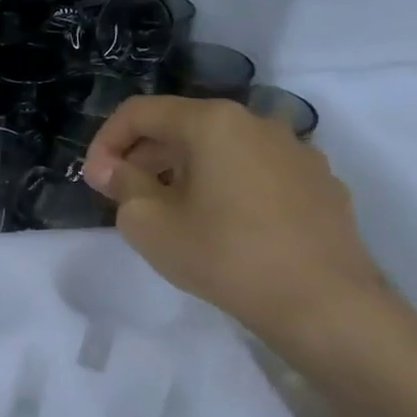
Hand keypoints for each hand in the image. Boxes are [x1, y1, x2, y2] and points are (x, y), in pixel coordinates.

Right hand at [83, 96, 386, 344]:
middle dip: (143, 156)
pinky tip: (221, 224)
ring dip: (184, 170)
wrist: (323, 303)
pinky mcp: (319, 182)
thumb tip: (113, 168)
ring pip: (221, 148)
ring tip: (170, 211)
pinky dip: (226, 185)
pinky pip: (256, 170)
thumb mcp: (148, 223)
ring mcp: (296, 151)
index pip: (140, 112)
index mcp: (212, 122)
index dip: (105, 141)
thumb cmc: (223, 255)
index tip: (94, 180)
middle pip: (182, 126)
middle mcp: (257, 122)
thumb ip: (122, 185)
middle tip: (122, 196)